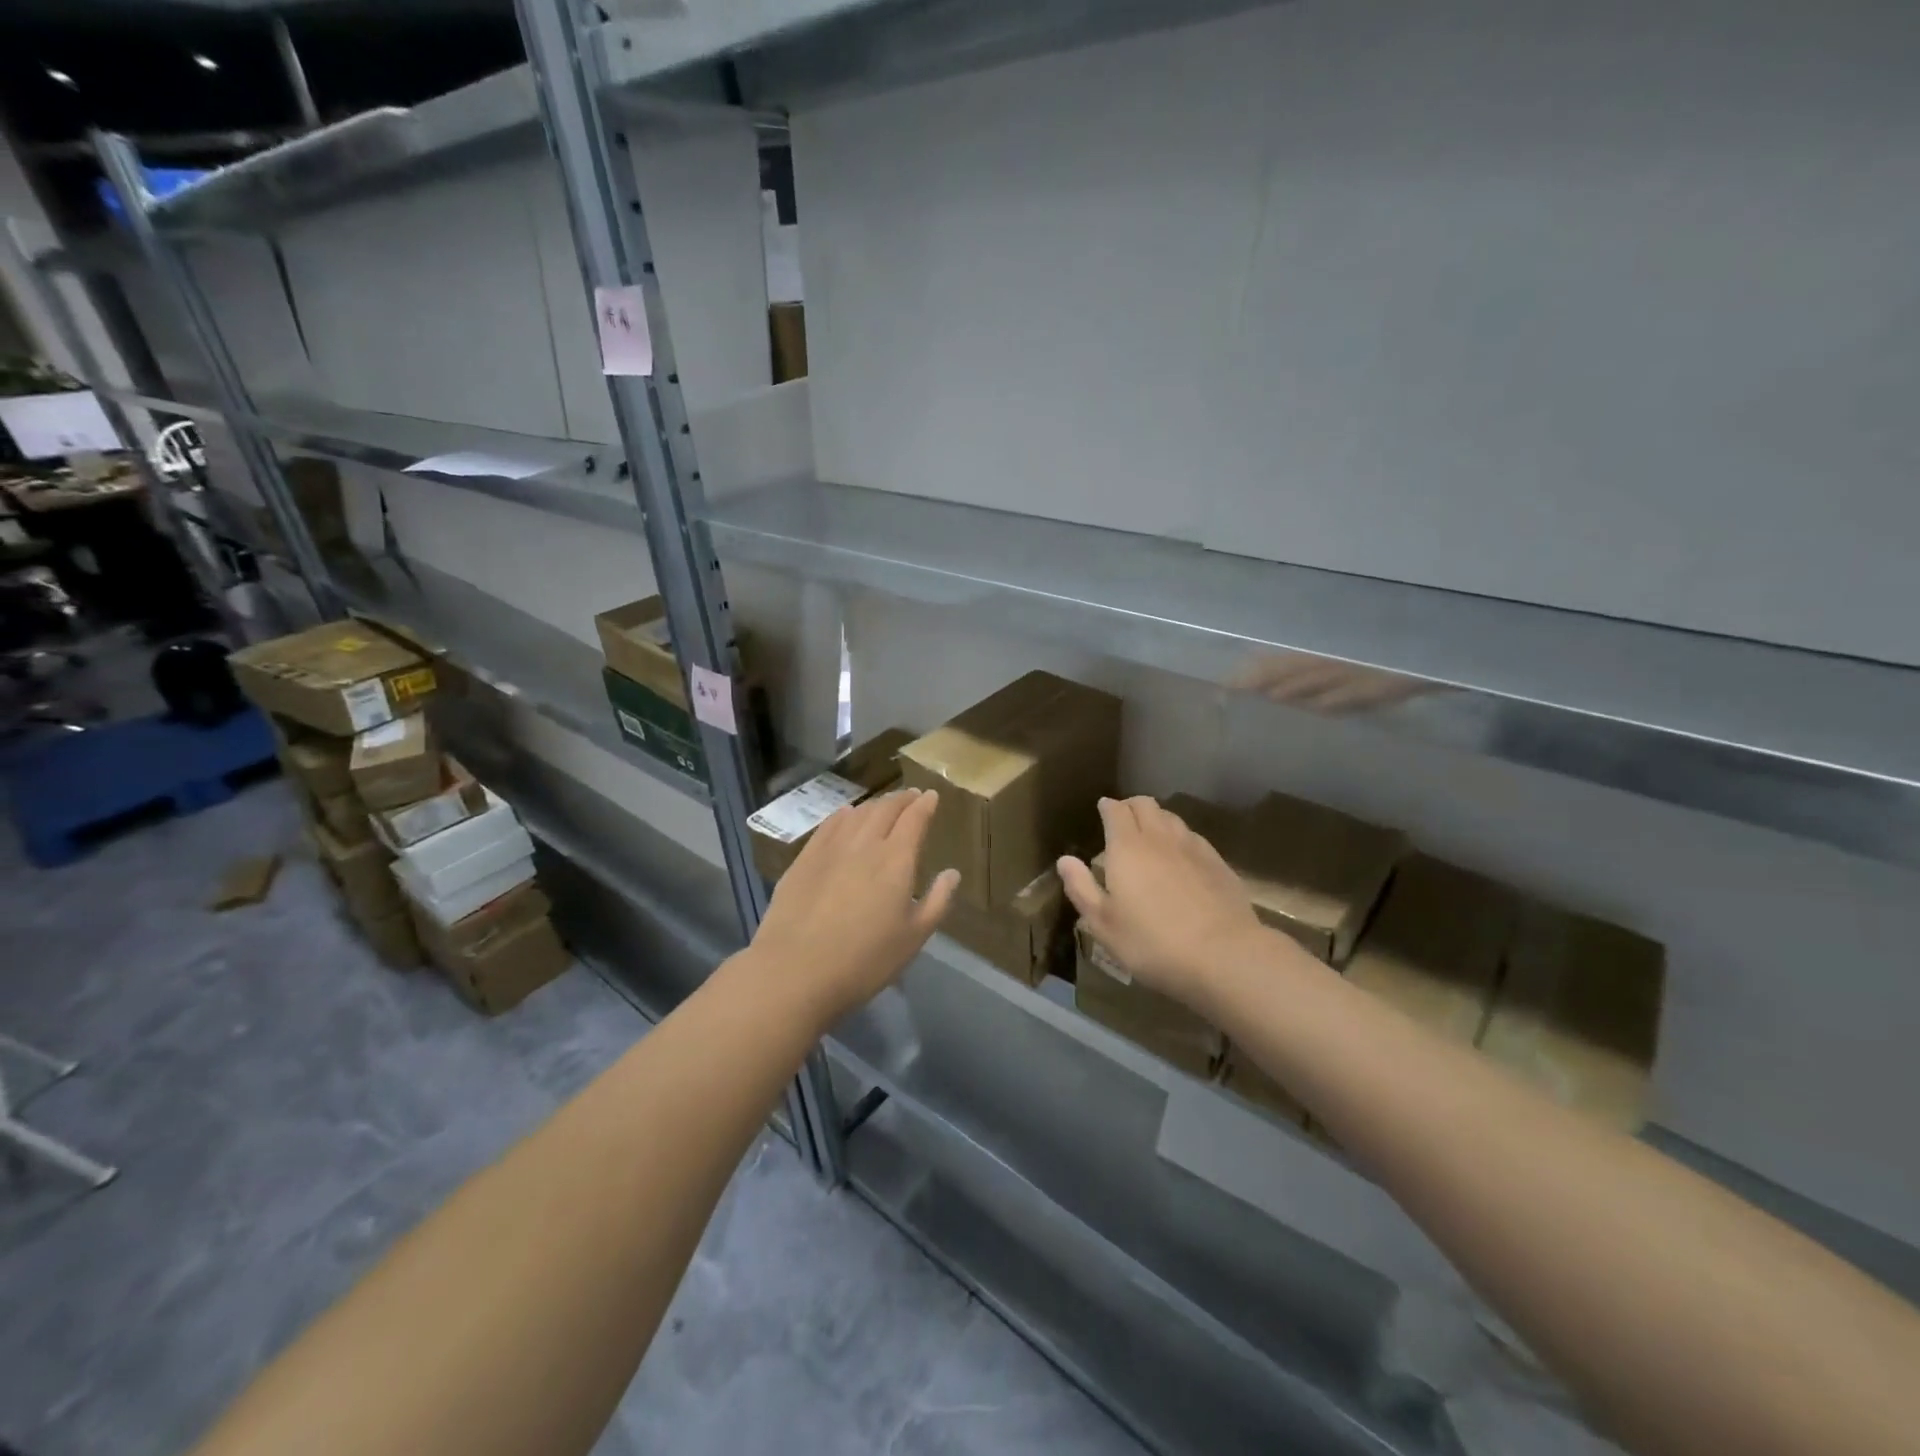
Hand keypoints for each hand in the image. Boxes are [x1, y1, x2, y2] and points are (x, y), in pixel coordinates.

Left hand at [749, 788, 959, 1028]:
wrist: (795, 971)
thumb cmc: (865, 960)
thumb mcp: (914, 937)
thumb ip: (937, 901)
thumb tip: (952, 873)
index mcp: (896, 859)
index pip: (914, 819)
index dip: (924, 804)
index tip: (931, 795)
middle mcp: (864, 843)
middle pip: (885, 809)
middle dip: (902, 799)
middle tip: (911, 797)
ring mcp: (830, 848)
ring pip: (857, 814)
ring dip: (875, 805)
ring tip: (883, 806)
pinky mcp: (804, 859)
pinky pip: (829, 825)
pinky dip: (844, 815)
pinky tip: (846, 816)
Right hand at [1058, 795, 1267, 1008]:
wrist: (1224, 955)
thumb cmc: (1152, 942)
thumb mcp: (1104, 924)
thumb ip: (1081, 888)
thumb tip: (1065, 860)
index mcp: (1127, 847)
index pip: (1116, 810)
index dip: (1108, 807)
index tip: (1103, 810)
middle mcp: (1160, 837)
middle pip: (1145, 804)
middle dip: (1131, 806)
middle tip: (1123, 820)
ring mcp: (1193, 847)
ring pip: (1171, 818)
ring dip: (1157, 819)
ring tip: (1150, 836)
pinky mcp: (1218, 863)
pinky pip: (1193, 837)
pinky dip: (1180, 838)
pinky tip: (1180, 858)